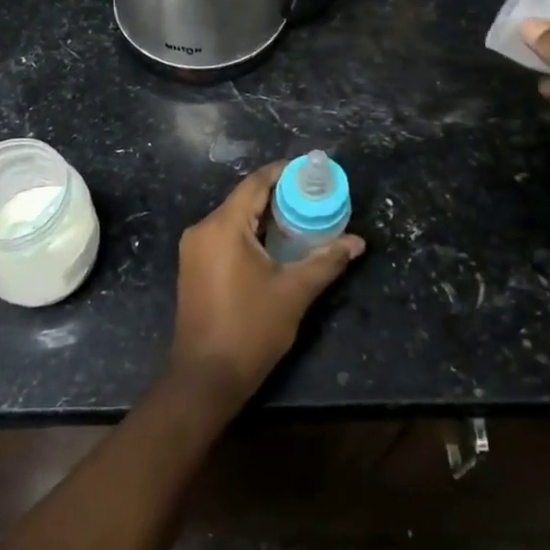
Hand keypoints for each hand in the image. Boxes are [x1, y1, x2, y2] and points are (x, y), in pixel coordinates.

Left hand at [169, 161, 364, 407]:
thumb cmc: (250, 330)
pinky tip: (273, 243)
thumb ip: (326, 261)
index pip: (255, 183)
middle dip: (277, 195)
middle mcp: (202, 229)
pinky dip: (248, 233)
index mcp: (223, 227)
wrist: (205, 378)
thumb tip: (357, 242)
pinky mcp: (192, 266)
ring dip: (263, 216)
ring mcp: (193, 249)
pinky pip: (223, 235)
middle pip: (243, 199)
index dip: (282, 173)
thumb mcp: (294, 292)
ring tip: (299, 217)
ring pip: (233, 218)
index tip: (309, 171)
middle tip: (312, 196)